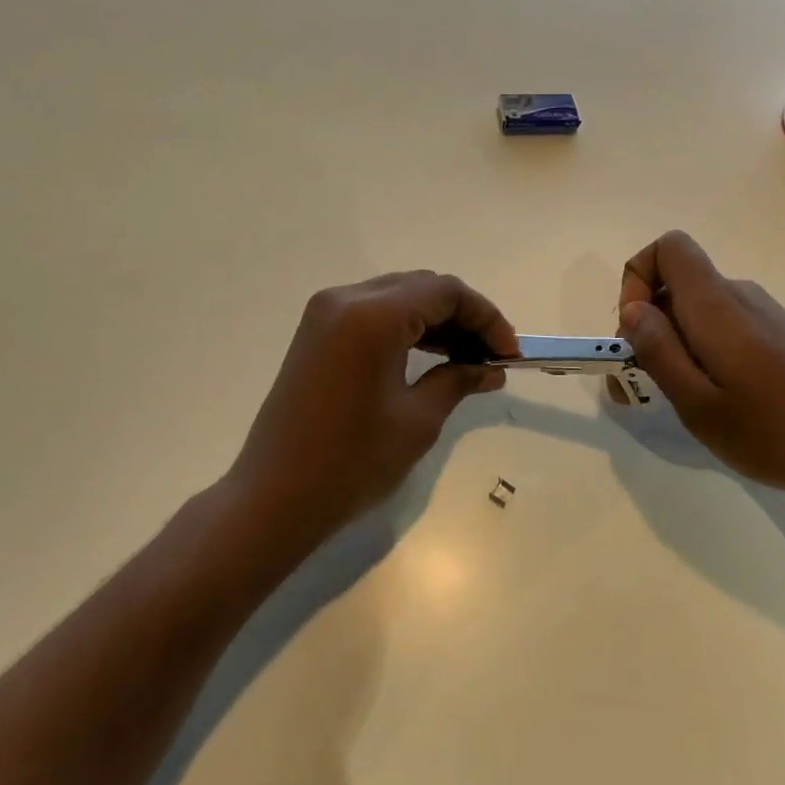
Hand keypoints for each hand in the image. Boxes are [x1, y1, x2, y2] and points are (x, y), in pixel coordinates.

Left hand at [225, 271, 517, 552]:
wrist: (275, 497)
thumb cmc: (353, 461)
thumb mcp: (418, 420)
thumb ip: (459, 380)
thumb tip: (492, 368)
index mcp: (373, 315)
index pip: (445, 292)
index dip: (486, 318)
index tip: (510, 353)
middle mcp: (346, 299)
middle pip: (422, 287)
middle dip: (463, 316)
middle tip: (491, 356)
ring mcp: (325, 314)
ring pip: (398, 296)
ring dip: (436, 320)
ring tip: (466, 359)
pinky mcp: (316, 333)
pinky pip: (373, 313)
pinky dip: (406, 327)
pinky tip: (429, 357)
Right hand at [616, 231, 784, 505]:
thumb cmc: (777, 431)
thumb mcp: (700, 404)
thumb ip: (659, 351)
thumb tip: (632, 309)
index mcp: (716, 305)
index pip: (668, 247)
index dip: (637, 277)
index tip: (634, 330)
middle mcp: (741, 296)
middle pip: (679, 283)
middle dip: (648, 325)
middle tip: (644, 386)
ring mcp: (766, 315)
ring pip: (701, 310)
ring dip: (676, 344)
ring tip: (684, 402)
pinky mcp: (783, 337)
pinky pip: (726, 327)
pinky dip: (705, 352)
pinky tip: (722, 401)